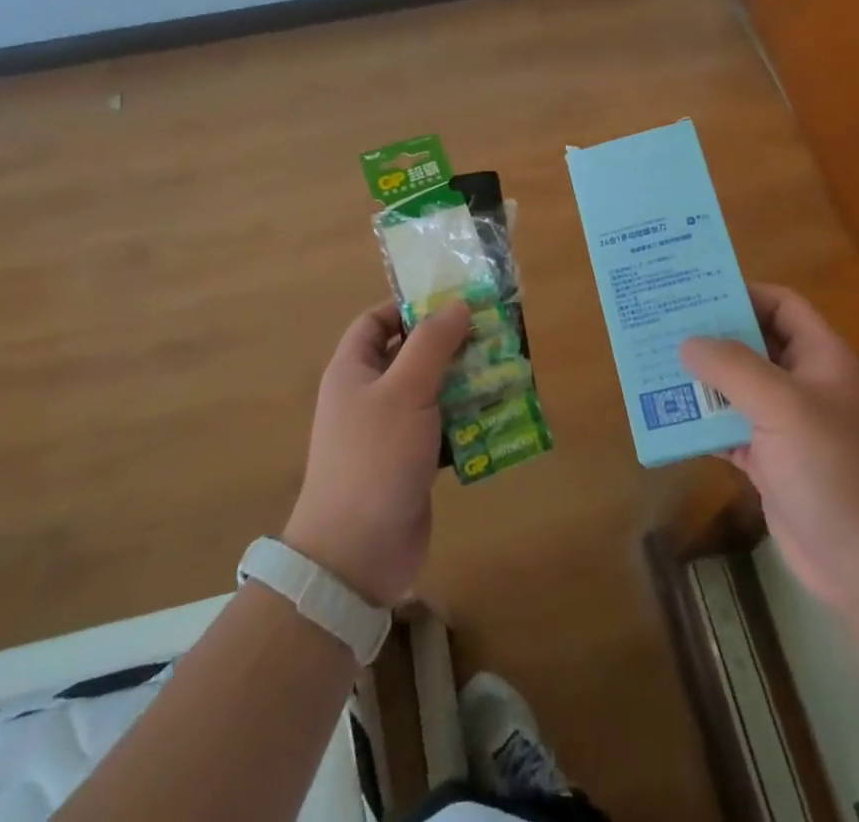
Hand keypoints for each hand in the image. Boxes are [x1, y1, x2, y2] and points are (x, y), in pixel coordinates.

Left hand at [283, 299, 469, 607]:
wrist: (356, 555)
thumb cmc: (375, 458)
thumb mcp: (405, 390)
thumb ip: (432, 343)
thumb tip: (458, 304)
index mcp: (353, 370)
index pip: (376, 321)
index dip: (410, 307)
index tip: (453, 303)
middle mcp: (368, 396)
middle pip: (410, 355)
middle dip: (450, 345)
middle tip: (493, 334)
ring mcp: (389, 432)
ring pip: (431, 393)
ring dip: (464, 383)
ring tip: (505, 371)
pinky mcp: (410, 464)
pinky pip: (441, 430)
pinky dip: (466, 422)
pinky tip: (499, 416)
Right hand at [682, 285, 858, 614]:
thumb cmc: (836, 473)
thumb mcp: (784, 407)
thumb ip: (733, 368)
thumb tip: (688, 342)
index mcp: (821, 359)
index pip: (782, 305)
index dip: (743, 293)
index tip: (695, 292)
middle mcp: (804, 386)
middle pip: (753, 345)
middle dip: (711, 336)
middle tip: (661, 324)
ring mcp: (787, 428)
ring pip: (736, 389)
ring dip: (700, 380)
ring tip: (653, 365)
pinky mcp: (771, 465)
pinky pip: (729, 431)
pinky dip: (702, 424)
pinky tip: (667, 417)